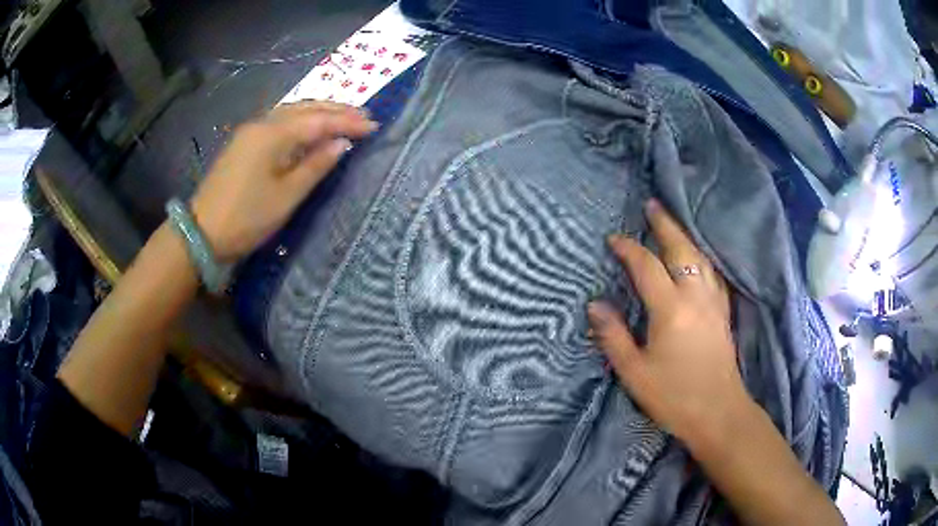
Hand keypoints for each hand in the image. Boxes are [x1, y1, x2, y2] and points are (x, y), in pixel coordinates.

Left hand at [191, 102, 377, 261]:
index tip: (374, 126)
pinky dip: (301, 120)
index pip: (319, 120)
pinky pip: (279, 121)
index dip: (347, 122)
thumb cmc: (247, 217)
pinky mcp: (244, 142)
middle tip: (364, 117)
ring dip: (319, 112)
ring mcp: (250, 131)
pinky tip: (311, 126)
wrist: (202, 232)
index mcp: (274, 134)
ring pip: (291, 111)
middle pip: (305, 108)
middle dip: (336, 110)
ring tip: (343, 117)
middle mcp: (262, 123)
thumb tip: (341, 143)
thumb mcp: (287, 196)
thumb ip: (316, 165)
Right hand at [587, 200, 754, 445]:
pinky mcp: (723, 312)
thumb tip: (595, 304)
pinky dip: (702, 256)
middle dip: (665, 225)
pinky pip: (713, 273)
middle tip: (652, 205)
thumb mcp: (634, 372)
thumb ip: (613, 335)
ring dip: (685, 236)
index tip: (613, 239)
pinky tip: (699, 258)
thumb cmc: (674, 396)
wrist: (719, 413)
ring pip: (701, 258)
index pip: (647, 267)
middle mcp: (696, 297)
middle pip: (681, 250)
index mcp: (671, 309)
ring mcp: (714, 303)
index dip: (629, 249)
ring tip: (673, 224)